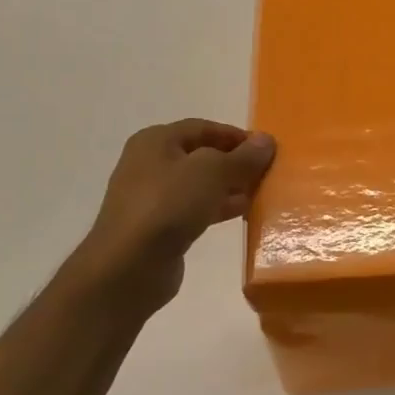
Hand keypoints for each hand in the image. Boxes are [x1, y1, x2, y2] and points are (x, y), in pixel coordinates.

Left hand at [68, 118, 275, 307]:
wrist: (128, 267)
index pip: (203, 128)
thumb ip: (242, 157)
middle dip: (234, 163)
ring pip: (198, 184)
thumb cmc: (168, 205)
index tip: (266, 149)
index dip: (236, 136)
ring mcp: (151, 197)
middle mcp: (149, 164)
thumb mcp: (213, 172)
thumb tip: (267, 140)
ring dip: (229, 187)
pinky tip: (241, 214)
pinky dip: (217, 208)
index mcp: (156, 141)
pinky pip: (193, 209)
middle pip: (201, 156)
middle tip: (266, 172)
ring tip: (259, 193)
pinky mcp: (157, 227)